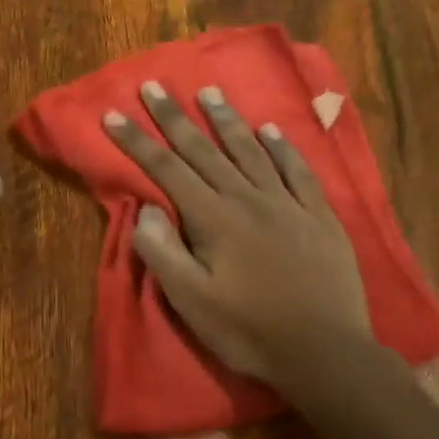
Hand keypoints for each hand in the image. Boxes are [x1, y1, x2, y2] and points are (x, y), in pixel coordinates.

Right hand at [103, 80, 373, 386]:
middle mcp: (249, 199)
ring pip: (251, 151)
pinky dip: (282, 147)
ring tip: (209, 92)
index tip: (112, 114)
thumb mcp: (192, 302)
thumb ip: (163, 252)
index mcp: (214, 219)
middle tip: (154, 85)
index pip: (167, 169)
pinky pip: (298, 170)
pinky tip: (271, 130)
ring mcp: (288, 204)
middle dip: (174, 117)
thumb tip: (146, 208)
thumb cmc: (250, 331)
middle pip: (205, 150)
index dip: (137, 141)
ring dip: (227, 120)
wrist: (326, 353)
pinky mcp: (319, 216)